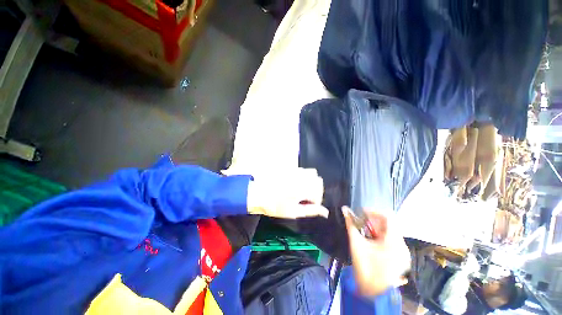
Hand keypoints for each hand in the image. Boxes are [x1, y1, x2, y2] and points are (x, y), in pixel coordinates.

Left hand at [247, 168, 328, 218]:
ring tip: (302, 189)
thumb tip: (325, 212)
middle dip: (316, 190)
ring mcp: (295, 170)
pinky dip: (304, 176)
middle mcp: (301, 177)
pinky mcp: (290, 168)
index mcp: (303, 189)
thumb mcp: (294, 212)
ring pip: (312, 172)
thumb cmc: (275, 206)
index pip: (319, 193)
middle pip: (318, 180)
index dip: (316, 201)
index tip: (309, 205)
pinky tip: (296, 182)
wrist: (258, 194)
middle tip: (306, 198)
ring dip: (311, 181)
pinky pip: (303, 169)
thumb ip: (311, 211)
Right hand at [343, 206, 410, 295]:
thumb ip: (350, 224)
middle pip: (389, 224)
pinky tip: (372, 240)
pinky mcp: (401, 258)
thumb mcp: (356, 243)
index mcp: (393, 241)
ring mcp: (403, 252)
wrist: (373, 292)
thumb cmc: (365, 267)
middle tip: (361, 221)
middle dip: (374, 220)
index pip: (388, 217)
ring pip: (391, 232)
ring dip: (377, 228)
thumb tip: (344, 209)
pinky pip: (393, 240)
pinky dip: (381, 236)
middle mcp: (402, 245)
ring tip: (365, 230)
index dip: (373, 211)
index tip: (361, 213)